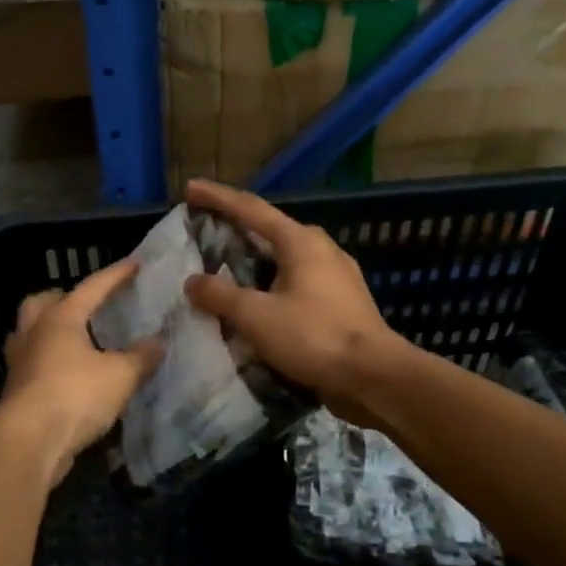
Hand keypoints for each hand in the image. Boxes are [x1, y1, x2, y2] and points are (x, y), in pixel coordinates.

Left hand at [0, 259, 162, 476]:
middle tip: (84, 305)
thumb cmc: (75, 395)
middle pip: (41, 303)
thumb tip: (158, 342)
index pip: (92, 288)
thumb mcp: (120, 376)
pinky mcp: (15, 391)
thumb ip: (141, 357)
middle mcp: (34, 333)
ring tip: (73, 340)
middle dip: (61, 298)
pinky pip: (31, 364)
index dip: (115, 275)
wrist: (29, 442)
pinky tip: (66, 374)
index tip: (135, 264)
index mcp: (60, 318)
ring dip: (48, 331)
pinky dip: (48, 362)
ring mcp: (19, 362)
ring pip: (29, 333)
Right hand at [182, 179, 398, 424]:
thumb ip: (220, 295)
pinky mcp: (341, 300)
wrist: (375, 377)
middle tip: (207, 231)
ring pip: (285, 257)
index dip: (217, 198)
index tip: (190, 189)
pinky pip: (297, 280)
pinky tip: (259, 299)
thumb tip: (192, 282)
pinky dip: (271, 282)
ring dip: (255, 259)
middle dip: (237, 227)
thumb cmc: (314, 337)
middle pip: (270, 229)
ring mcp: (336, 274)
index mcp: (300, 241)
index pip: (250, 209)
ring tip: (227, 267)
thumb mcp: (257, 316)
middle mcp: (321, 248)